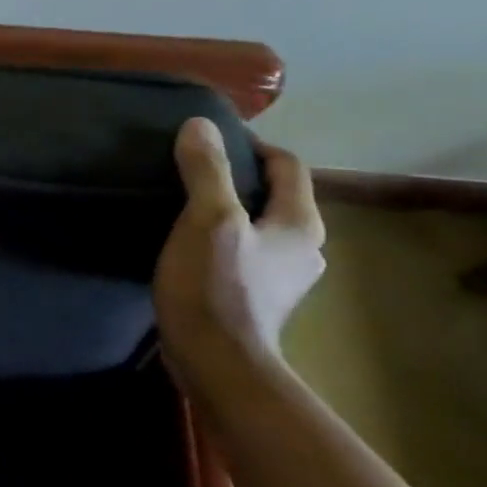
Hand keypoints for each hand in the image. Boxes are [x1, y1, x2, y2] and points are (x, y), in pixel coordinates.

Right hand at [153, 118, 325, 388]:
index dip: (252, 145)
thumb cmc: (215, 286)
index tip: (209, 139)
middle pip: (274, 195)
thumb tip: (200, 124)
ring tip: (183, 203)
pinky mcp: (257, 297)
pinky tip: (188, 242)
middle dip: (238, 177)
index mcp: (300, 224)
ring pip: (258, 225)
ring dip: (228, 209)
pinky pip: (243, 250)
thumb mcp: (207, 220)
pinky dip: (221, 237)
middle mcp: (303, 248)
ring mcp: (282, 276)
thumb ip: (207, 171)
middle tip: (190, 168)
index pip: (287, 166)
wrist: (217, 362)